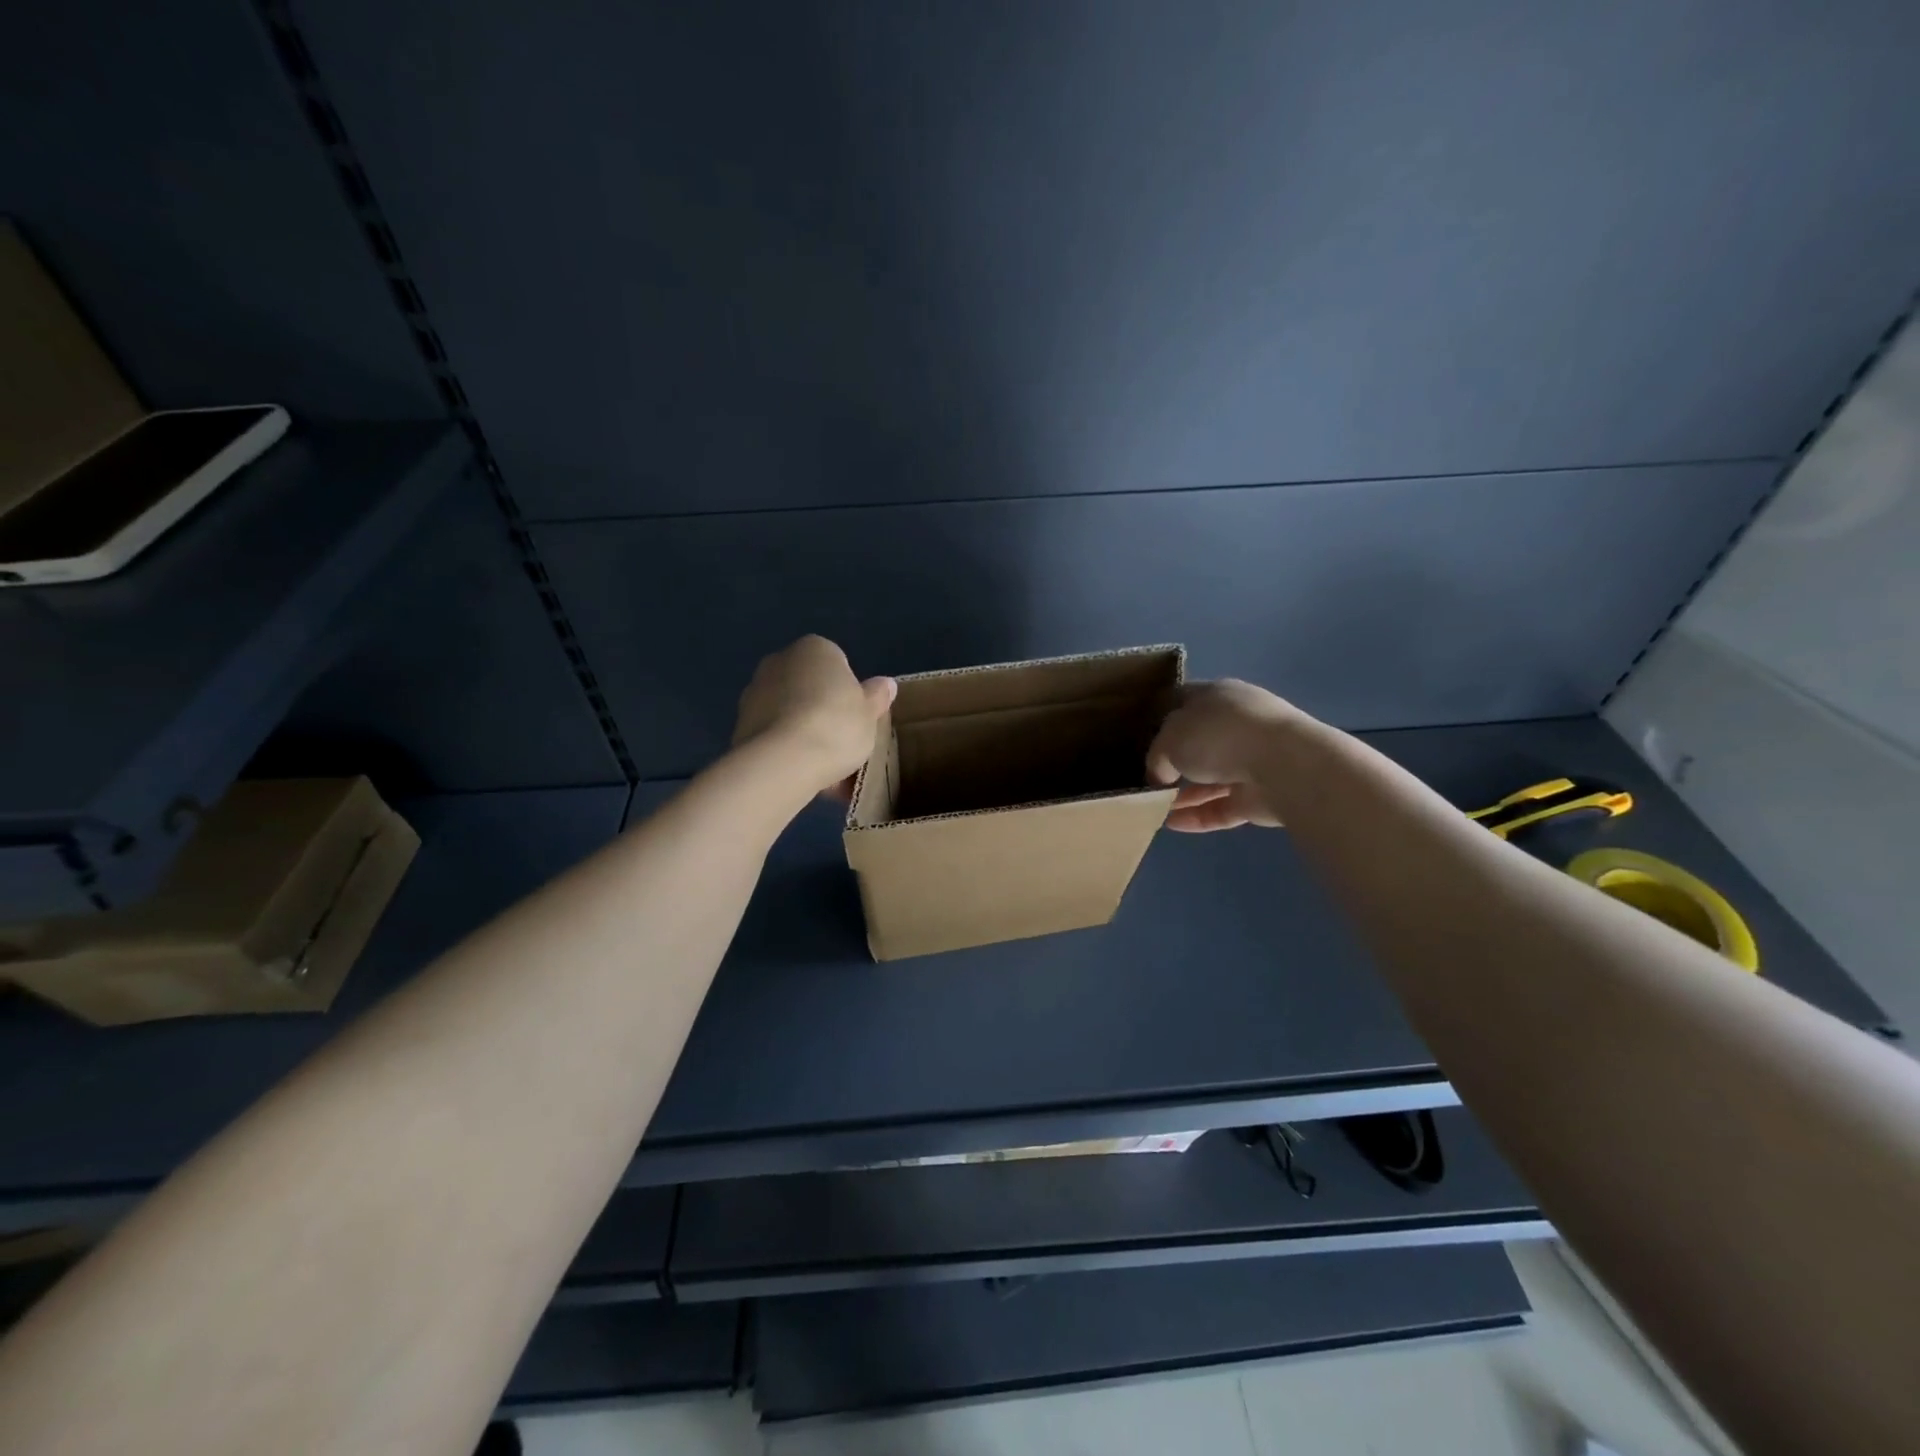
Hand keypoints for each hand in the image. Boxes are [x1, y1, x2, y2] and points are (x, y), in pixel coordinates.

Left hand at [733, 635, 896, 795]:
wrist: (783, 761)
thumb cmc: (836, 725)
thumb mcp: (870, 714)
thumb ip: (877, 697)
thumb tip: (886, 684)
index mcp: (815, 648)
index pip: (838, 664)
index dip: (849, 694)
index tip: (856, 720)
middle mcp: (780, 661)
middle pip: (810, 688)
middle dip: (823, 712)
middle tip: (842, 744)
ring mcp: (754, 692)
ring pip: (790, 714)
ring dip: (804, 734)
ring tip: (825, 771)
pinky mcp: (739, 724)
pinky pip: (774, 736)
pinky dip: (787, 751)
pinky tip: (804, 776)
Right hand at [1146, 679, 1304, 831]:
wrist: (1283, 765)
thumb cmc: (1219, 736)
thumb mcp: (1169, 739)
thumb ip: (1157, 757)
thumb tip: (1160, 776)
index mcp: (1217, 696)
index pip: (1184, 701)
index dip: (1160, 716)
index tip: (1139, 735)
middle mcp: (1236, 725)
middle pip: (1197, 744)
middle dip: (1172, 762)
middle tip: (1145, 778)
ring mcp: (1251, 761)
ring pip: (1209, 779)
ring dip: (1182, 795)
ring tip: (1152, 808)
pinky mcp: (1260, 796)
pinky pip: (1221, 807)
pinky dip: (1198, 815)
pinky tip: (1171, 825)